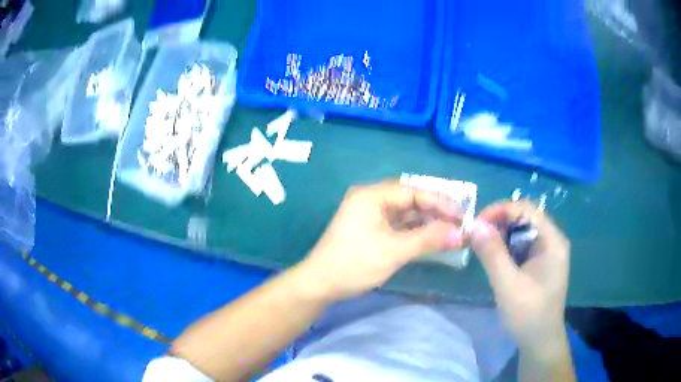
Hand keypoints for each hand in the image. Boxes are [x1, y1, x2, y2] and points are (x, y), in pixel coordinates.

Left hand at [298, 181, 464, 301]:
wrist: (320, 285)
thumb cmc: (354, 264)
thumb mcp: (394, 251)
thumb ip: (428, 239)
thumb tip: (460, 233)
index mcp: (372, 195)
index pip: (413, 191)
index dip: (439, 202)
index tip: (461, 216)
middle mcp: (371, 199)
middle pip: (410, 200)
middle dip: (435, 213)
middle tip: (459, 224)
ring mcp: (370, 215)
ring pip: (405, 214)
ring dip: (426, 223)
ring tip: (451, 233)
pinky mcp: (371, 230)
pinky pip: (398, 226)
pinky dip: (415, 232)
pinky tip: (432, 239)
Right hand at [469, 201, 570, 353]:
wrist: (539, 341)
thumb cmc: (527, 313)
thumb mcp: (507, 284)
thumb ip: (492, 253)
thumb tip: (474, 224)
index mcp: (552, 240)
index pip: (527, 209)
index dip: (501, 210)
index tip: (476, 223)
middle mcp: (552, 240)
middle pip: (525, 218)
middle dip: (499, 222)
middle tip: (476, 235)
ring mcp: (547, 252)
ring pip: (522, 231)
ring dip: (501, 235)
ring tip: (482, 247)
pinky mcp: (540, 263)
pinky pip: (522, 245)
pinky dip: (506, 247)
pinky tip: (495, 259)